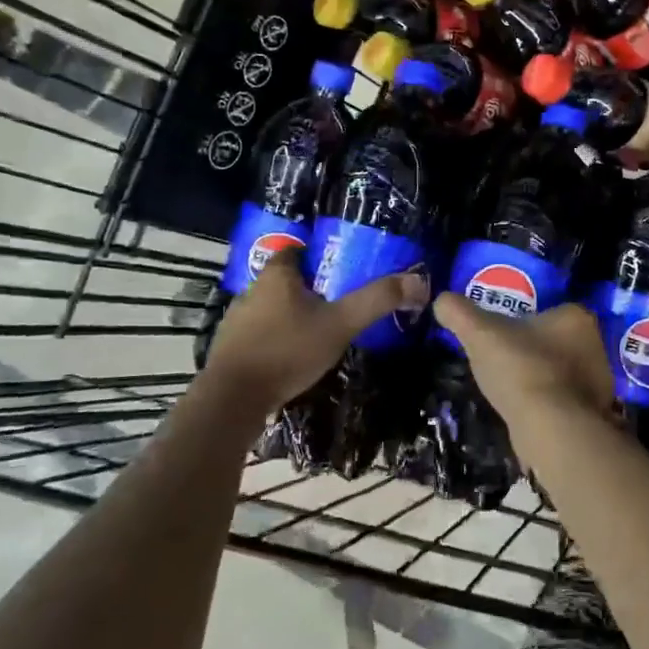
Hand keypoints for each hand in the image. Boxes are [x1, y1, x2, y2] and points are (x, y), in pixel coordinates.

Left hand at [203, 249, 427, 408]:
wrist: (233, 398)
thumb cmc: (288, 350)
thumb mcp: (340, 324)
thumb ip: (376, 301)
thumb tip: (418, 280)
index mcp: (277, 275)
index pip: (295, 250)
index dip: (316, 256)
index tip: (338, 269)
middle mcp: (252, 290)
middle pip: (283, 280)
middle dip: (307, 288)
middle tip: (335, 302)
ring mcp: (236, 321)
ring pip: (270, 309)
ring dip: (290, 316)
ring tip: (317, 332)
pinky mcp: (229, 349)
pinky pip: (258, 335)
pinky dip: (274, 340)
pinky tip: (291, 358)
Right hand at [433, 295, 614, 432]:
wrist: (550, 427)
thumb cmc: (520, 368)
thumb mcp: (479, 333)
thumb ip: (458, 312)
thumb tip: (441, 300)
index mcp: (577, 317)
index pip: (549, 312)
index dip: (524, 323)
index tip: (502, 336)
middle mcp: (596, 346)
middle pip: (558, 342)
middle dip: (535, 351)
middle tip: (504, 362)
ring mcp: (600, 383)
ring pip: (563, 373)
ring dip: (542, 380)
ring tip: (511, 390)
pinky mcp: (595, 415)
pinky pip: (565, 402)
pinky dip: (548, 406)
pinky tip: (526, 413)